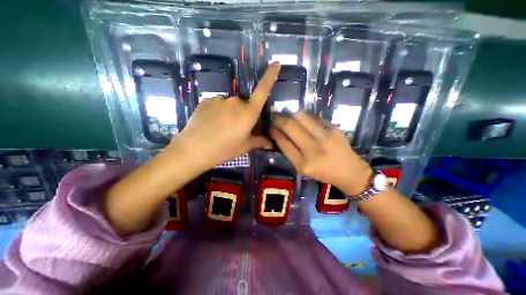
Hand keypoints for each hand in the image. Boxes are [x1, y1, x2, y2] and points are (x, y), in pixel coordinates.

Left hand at [172, 63, 278, 168]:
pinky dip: (218, 112)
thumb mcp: (244, 146)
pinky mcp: (206, 100)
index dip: (270, 77)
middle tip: (235, 129)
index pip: (263, 91)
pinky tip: (211, 124)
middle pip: (244, 104)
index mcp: (248, 113)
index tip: (275, 64)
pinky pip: (217, 105)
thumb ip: (259, 141)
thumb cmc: (224, 149)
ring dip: (229, 113)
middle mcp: (236, 102)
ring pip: (230, 105)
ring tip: (221, 128)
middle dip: (242, 114)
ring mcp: (220, 99)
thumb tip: (271, 144)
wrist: (194, 149)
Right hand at [272, 113, 373, 195]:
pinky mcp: (334, 128)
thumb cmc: (323, 173)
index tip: (270, 127)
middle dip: (278, 118)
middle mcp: (313, 149)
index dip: (274, 132)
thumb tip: (279, 134)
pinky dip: (305, 117)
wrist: (350, 171)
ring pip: (301, 116)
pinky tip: (303, 120)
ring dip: (290, 113)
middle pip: (290, 126)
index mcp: (303, 164)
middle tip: (275, 116)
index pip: (283, 142)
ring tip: (287, 114)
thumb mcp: (302, 169)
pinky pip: (313, 117)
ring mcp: (325, 137)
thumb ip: (289, 153)